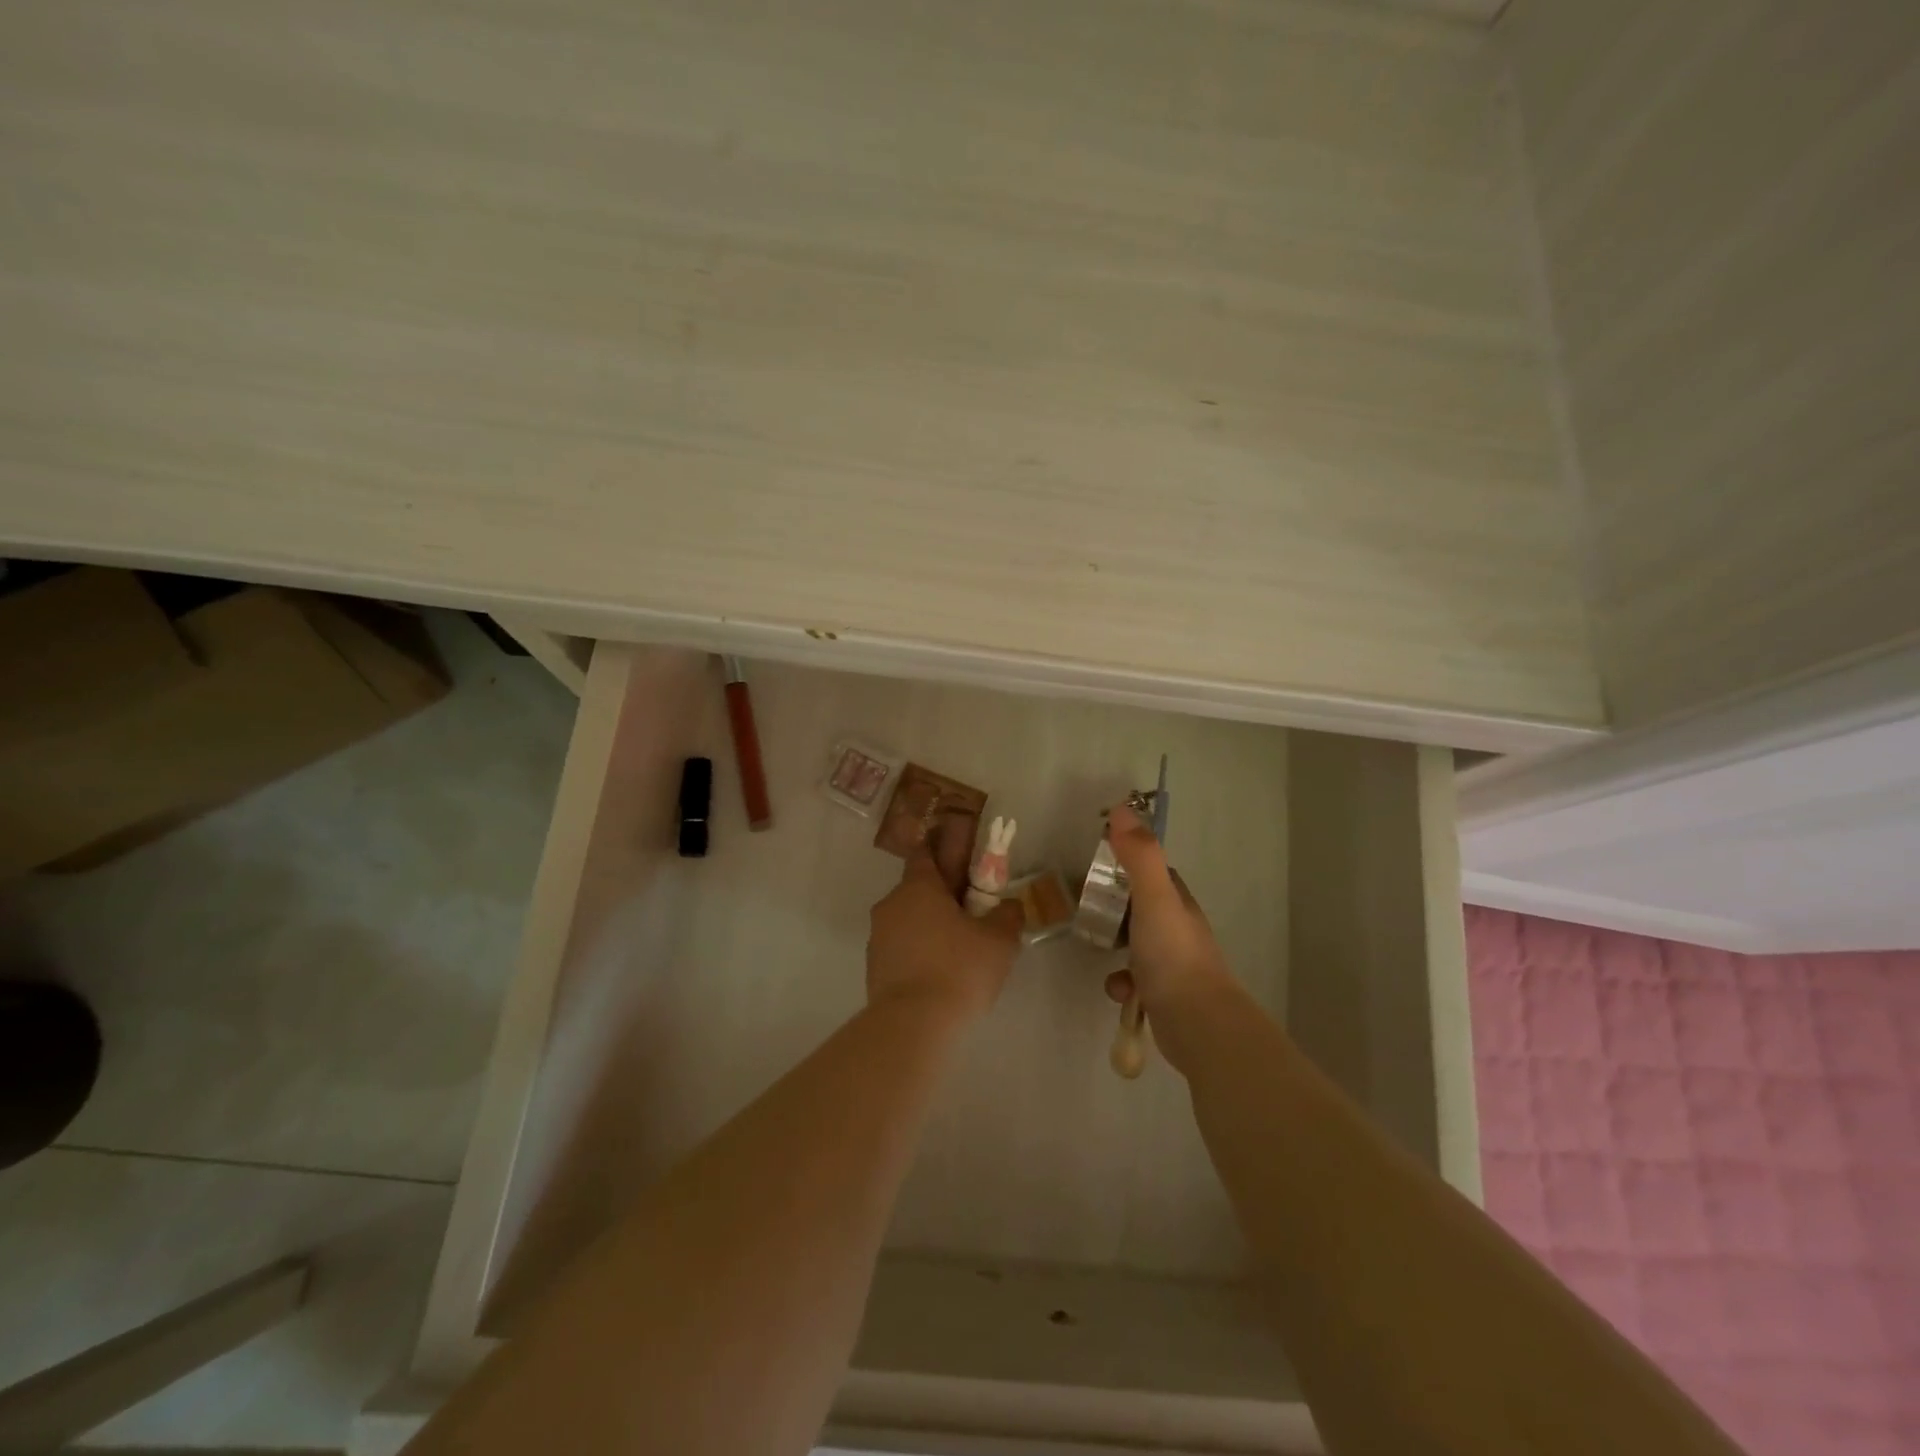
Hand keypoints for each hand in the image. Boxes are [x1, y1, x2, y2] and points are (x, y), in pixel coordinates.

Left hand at [867, 814, 1023, 1025]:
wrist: (913, 1024)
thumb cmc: (959, 969)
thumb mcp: (999, 940)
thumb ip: (1008, 915)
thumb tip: (1008, 905)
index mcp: (918, 887)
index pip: (925, 854)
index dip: (942, 852)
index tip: (961, 862)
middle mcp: (891, 905)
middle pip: (917, 890)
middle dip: (942, 898)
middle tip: (971, 915)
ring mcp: (878, 938)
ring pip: (908, 921)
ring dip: (929, 927)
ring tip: (958, 951)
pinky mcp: (874, 968)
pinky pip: (901, 949)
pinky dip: (918, 953)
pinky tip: (940, 974)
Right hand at [1102, 804, 1236, 1068]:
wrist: (1198, 1023)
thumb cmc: (1173, 955)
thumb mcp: (1153, 898)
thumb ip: (1139, 855)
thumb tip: (1122, 808)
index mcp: (1177, 902)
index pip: (1153, 873)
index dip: (1129, 863)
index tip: (1100, 861)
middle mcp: (1178, 929)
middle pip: (1142, 907)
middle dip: (1116, 907)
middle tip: (1088, 907)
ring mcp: (1173, 964)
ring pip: (1137, 945)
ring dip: (1115, 946)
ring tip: (1098, 947)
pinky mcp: (1163, 995)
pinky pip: (1134, 981)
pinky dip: (1121, 983)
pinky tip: (1119, 989)